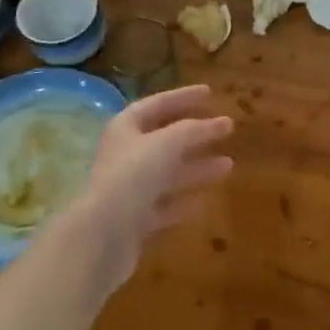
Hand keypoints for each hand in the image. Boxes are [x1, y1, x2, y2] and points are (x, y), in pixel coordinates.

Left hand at [50, 84, 233, 289]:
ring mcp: (128, 190)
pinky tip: (204, 202)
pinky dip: (183, 202)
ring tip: (228, 165)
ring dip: (197, 168)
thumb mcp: (166, 143)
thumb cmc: (132, 177)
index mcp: (125, 129)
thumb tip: (215, 123)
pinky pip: (163, 206)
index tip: (210, 92)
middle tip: (227, 128)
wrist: (101, 236)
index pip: (157, 104)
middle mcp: (124, 156)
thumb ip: (192, 130)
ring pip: (168, 174)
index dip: (183, 97)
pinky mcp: (133, 221)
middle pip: (164, 140)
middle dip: (196, 134)